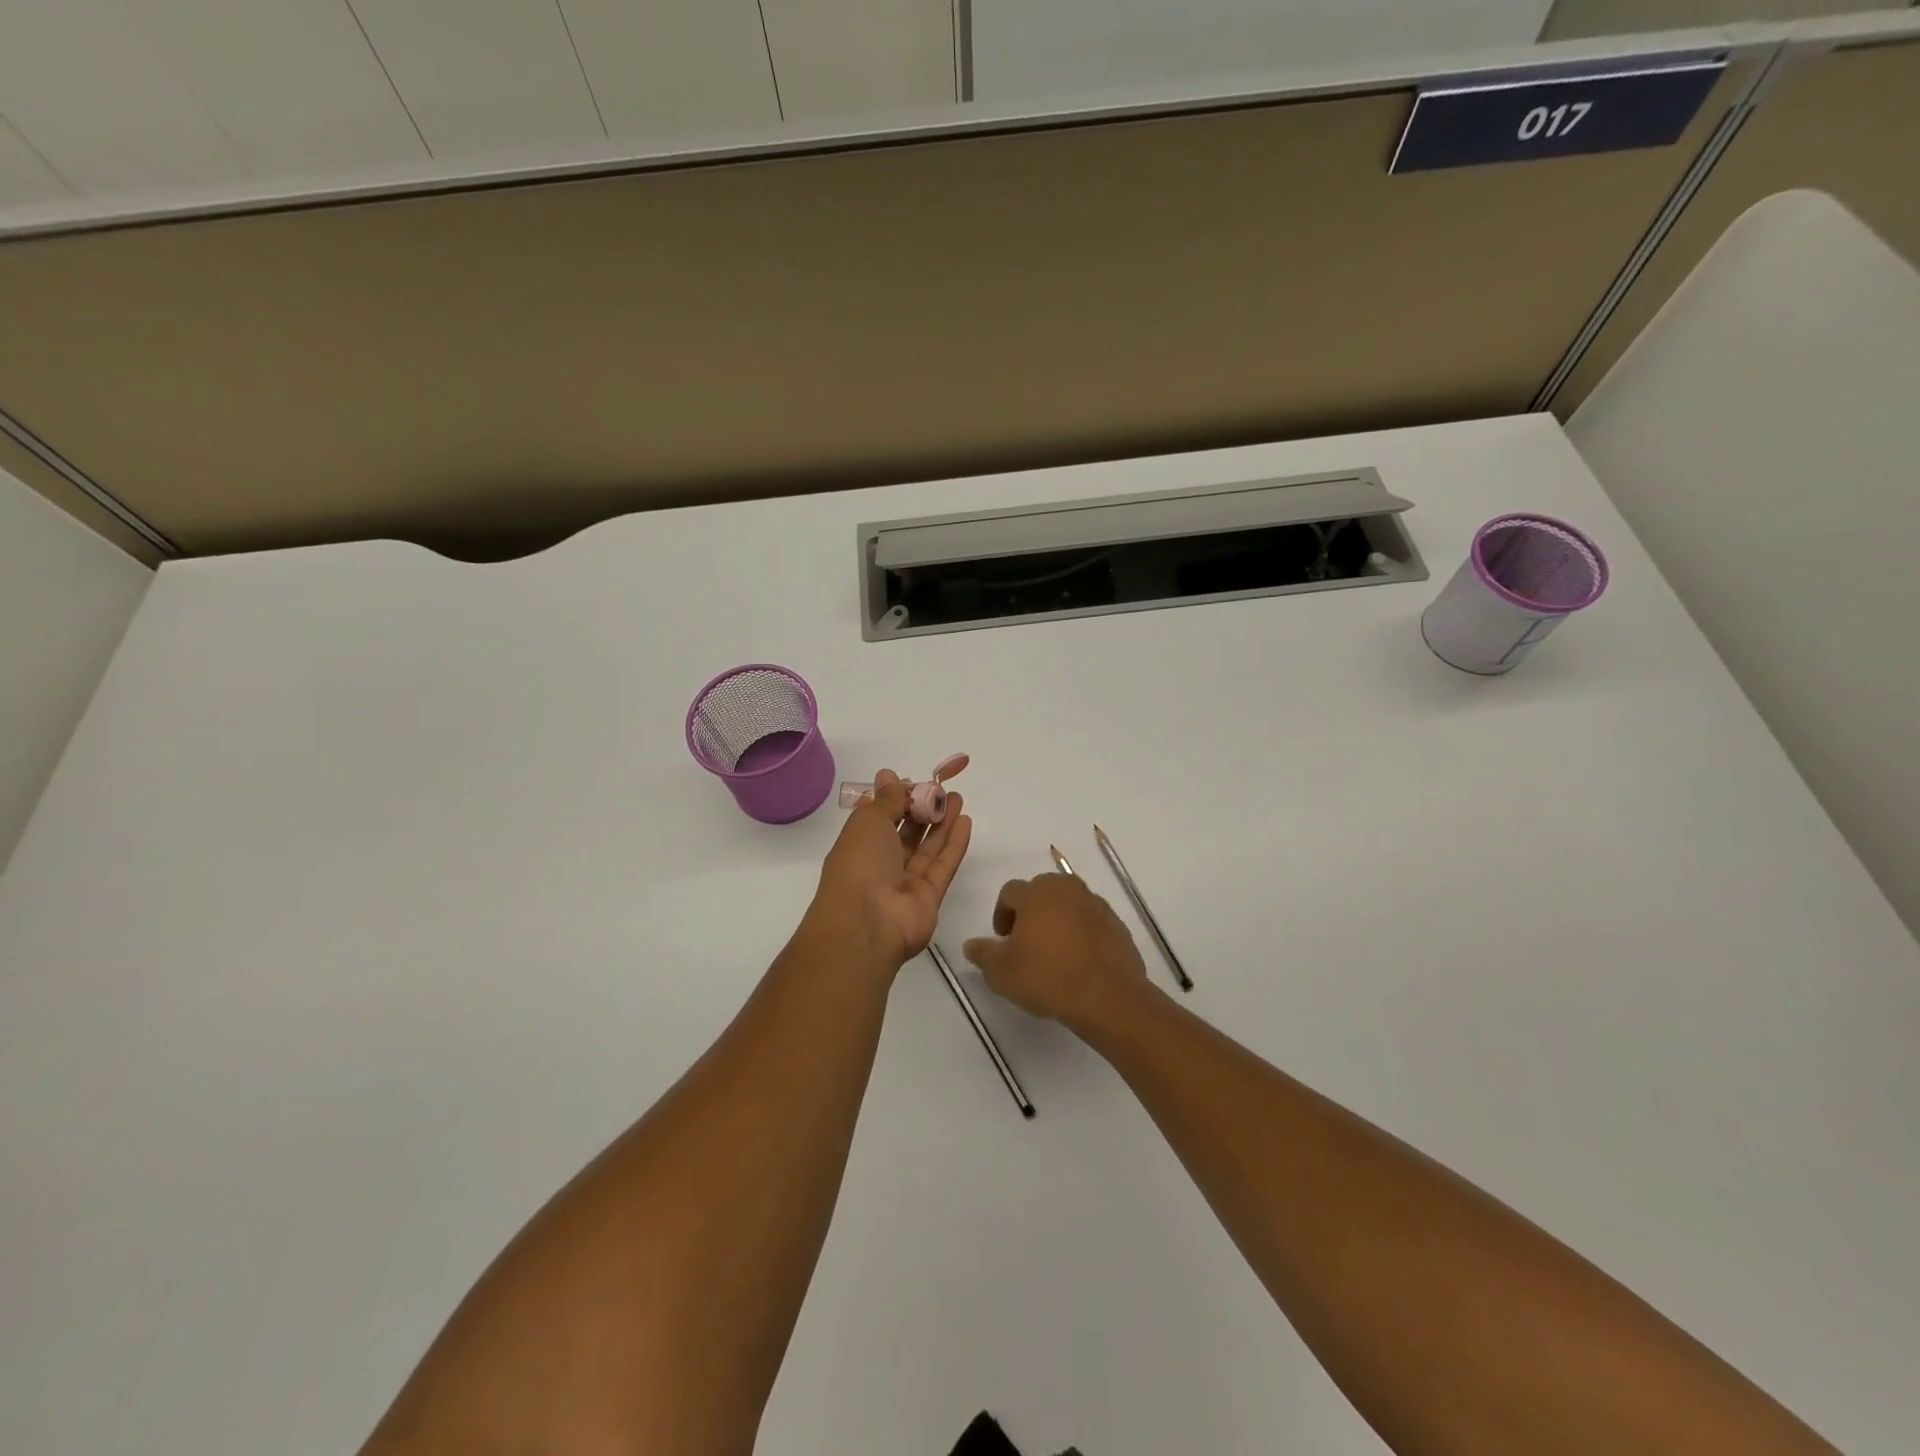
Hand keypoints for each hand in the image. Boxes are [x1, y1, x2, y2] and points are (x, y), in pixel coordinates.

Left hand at [810, 770, 971, 973]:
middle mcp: (881, 864)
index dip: (896, 799)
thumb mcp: (868, 822)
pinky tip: (965, 822)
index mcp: (859, 845)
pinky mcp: (929, 897)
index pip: (880, 818)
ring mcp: (906, 882)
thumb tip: (889, 775)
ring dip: (942, 823)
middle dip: (923, 809)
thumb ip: (887, 799)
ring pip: (927, 848)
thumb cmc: (859, 865)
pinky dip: (954, 844)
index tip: (913, 781)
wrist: (867, 925)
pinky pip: (943, 866)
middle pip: (906, 833)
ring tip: (958, 799)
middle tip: (943, 789)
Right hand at [963, 874, 1149, 1030]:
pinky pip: (1091, 923)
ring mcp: (1096, 905)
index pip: (1010, 891)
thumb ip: (982, 954)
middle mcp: (1067, 889)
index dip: (1001, 914)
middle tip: (1026, 944)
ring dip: (1057, 922)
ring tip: (1054, 954)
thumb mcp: (1001, 972)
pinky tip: (1078, 963)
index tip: (1003, 941)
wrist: (1108, 997)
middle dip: (1030, 913)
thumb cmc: (1047, 977)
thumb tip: (971, 945)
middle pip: (1041, 892)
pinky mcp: (1117, 924)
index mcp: (1037, 892)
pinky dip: (1081, 934)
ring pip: (1068, 906)